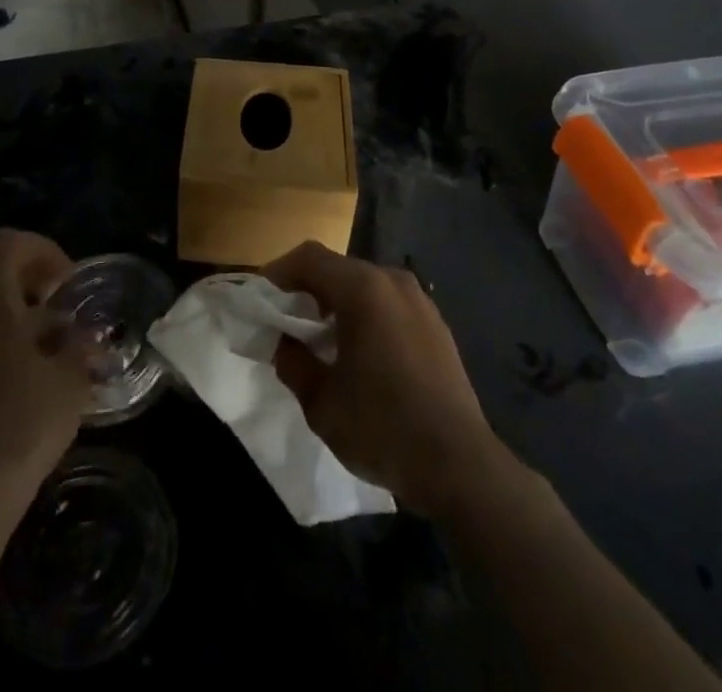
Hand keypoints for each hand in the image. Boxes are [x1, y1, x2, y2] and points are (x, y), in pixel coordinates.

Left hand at [0, 229, 92, 507]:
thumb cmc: (29, 420)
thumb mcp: (72, 377)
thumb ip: (79, 344)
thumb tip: (84, 335)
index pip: (7, 243)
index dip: (41, 249)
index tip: (66, 281)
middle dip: (18, 272)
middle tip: (50, 299)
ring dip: (5, 305)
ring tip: (42, 338)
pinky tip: (20, 369)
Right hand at [264, 241, 503, 518]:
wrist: (459, 464)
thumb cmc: (382, 426)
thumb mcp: (321, 403)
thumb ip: (293, 364)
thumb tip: (286, 344)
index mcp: (363, 289)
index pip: (310, 258)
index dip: (279, 273)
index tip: (262, 301)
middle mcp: (393, 281)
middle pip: (338, 268)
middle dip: (308, 289)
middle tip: (288, 323)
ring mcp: (420, 301)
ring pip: (366, 285)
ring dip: (338, 302)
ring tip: (322, 340)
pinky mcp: (436, 324)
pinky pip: (389, 304)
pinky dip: (367, 315)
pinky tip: (362, 354)